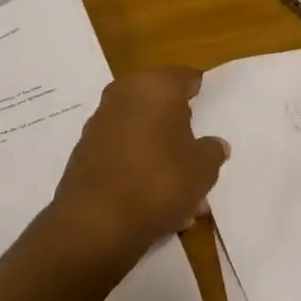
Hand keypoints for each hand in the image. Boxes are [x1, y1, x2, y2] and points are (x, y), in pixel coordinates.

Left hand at [38, 68, 228, 278]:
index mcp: (155, 86)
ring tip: (184, 198)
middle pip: (162, 108)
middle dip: (182, 134)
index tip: (215, 117)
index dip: (204, 96)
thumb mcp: (203, 169)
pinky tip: (154, 203)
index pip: (187, 79)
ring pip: (143, 135)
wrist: (97, 221)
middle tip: (201, 161)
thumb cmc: (160, 182)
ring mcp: (100, 122)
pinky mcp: (85, 151)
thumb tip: (214, 144)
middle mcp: (123, 94)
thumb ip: (213, 151)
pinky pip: (123, 154)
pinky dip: (139, 171)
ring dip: (162, 158)